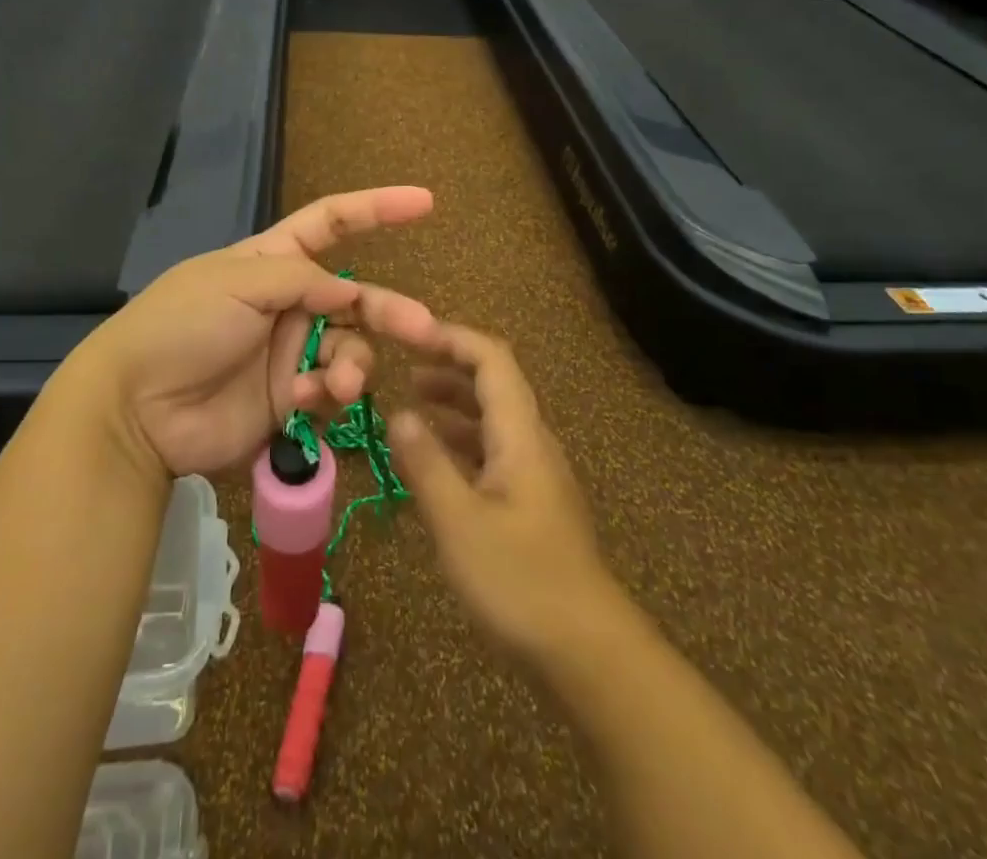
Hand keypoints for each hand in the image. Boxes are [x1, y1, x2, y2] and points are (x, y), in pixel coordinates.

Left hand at [68, 187, 437, 480]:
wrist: (136, 408)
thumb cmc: (182, 325)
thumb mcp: (237, 282)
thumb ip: (302, 279)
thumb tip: (350, 290)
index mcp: (271, 260)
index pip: (331, 223)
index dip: (376, 209)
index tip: (425, 202)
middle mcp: (287, 303)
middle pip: (354, 297)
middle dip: (389, 310)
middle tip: (424, 329)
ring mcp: (288, 352)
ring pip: (349, 349)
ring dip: (355, 363)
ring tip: (340, 382)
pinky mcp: (286, 399)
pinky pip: (328, 391)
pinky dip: (327, 394)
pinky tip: (304, 399)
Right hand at [389, 324, 620, 662]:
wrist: (588, 651)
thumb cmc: (520, 580)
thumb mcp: (459, 521)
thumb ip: (426, 464)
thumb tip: (398, 414)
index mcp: (520, 434)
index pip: (492, 359)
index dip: (453, 337)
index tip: (410, 335)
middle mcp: (532, 443)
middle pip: (494, 383)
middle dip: (449, 365)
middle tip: (402, 365)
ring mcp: (536, 474)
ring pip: (493, 419)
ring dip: (454, 403)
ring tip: (411, 403)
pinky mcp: (532, 504)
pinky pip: (494, 451)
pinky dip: (462, 441)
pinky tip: (435, 461)